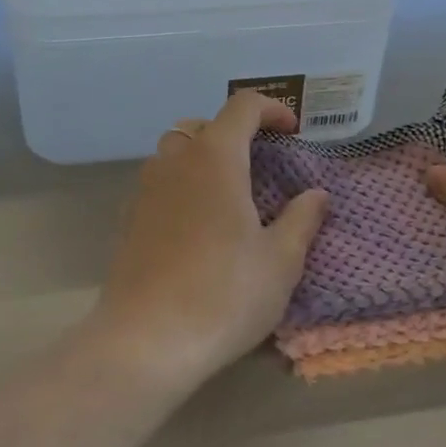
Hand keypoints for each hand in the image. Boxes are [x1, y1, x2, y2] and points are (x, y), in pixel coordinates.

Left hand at [95, 91, 328, 387]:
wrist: (145, 340)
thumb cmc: (224, 294)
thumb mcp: (280, 261)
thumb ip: (301, 219)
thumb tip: (316, 195)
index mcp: (215, 159)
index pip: (242, 106)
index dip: (272, 109)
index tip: (292, 132)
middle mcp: (175, 162)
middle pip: (203, 126)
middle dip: (235, 134)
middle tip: (262, 166)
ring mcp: (145, 190)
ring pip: (175, 153)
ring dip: (204, 159)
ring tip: (231, 195)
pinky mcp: (129, 219)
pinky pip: (159, 184)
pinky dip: (183, 186)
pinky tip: (199, 227)